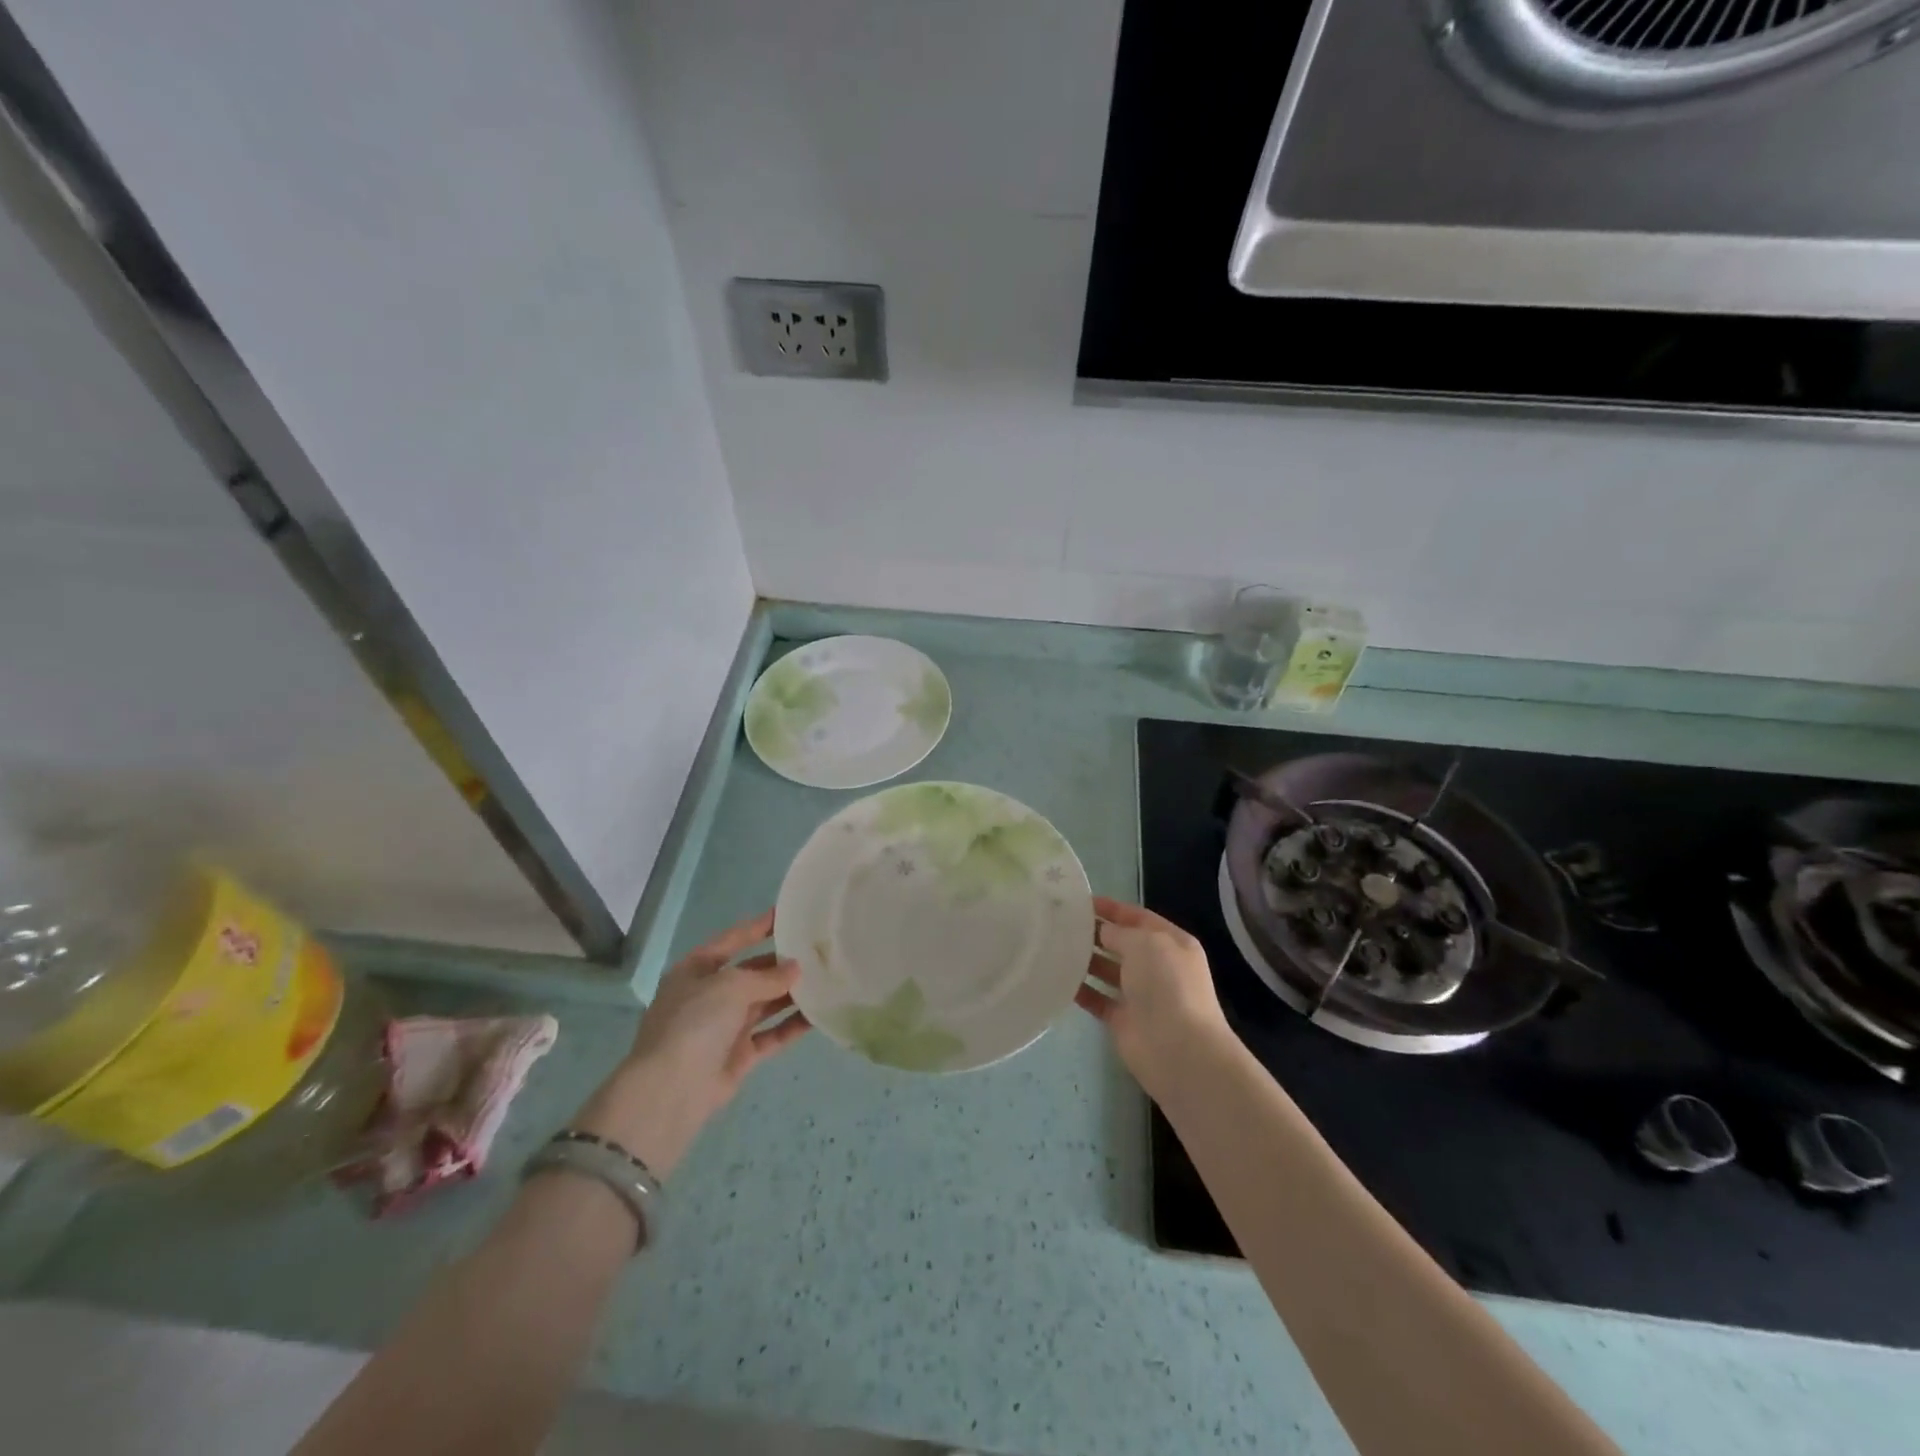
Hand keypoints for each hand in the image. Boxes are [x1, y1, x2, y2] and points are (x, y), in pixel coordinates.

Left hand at [571, 909, 808, 1176]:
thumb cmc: (695, 1022)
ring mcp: (724, 1028)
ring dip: (791, 994)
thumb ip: (767, 977)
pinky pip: (771, 1035)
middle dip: (780, 965)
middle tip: (816, 952)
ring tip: (825, 979)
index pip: (731, 940)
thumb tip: (796, 970)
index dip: (757, 927)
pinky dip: (791, 1026)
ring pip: (764, 1004)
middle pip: (751, 973)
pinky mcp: (739, 1056)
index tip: (786, 914)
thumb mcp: (731, 986)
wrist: (672, 1090)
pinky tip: (818, 1015)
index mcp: (696, 970)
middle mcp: (709, 996)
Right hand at [1076, 896, 1231, 1098]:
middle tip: (1059, 923)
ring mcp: (1141, 995)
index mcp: (1171, 943)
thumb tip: (1101, 932)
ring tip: (1054, 947)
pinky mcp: (1123, 1020)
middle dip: (1095, 933)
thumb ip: (1119, 933)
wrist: (1178, 1050)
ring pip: (1108, 971)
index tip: (1080, 901)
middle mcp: (1158, 967)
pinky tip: (1058, 979)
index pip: (1138, 917)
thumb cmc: (1167, 985)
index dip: (1111, 908)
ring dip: (1085, 960)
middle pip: (1121, 944)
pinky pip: (1098, 999)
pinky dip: (1081, 990)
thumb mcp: (1144, 944)